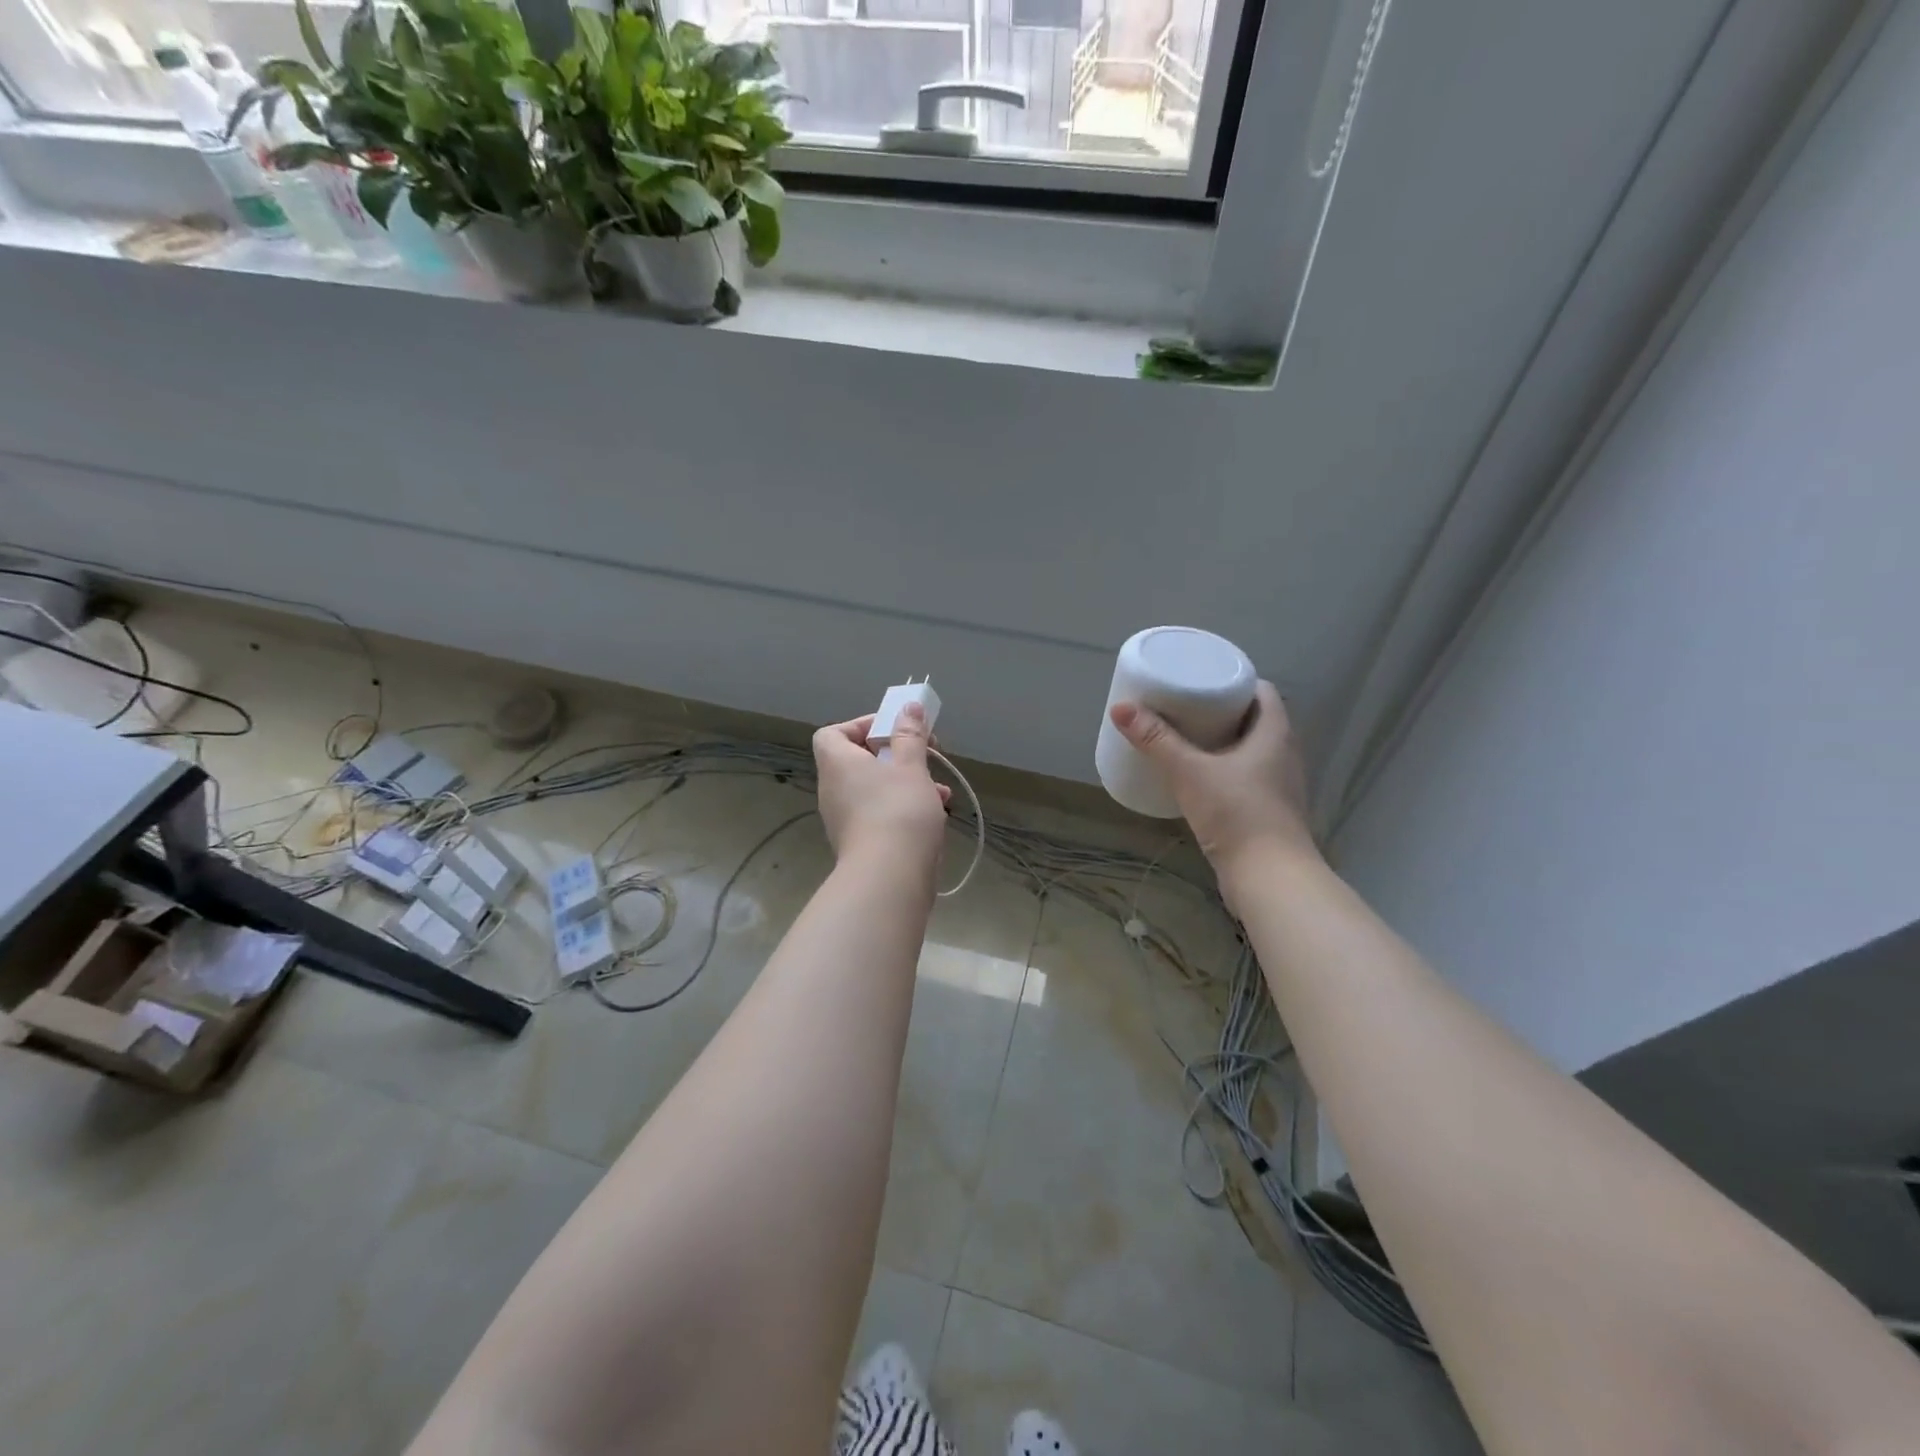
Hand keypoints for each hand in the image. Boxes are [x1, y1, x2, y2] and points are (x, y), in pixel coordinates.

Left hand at [813, 703, 951, 875]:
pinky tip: (937, 814)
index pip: (832, 733)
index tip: (894, 730)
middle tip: (926, 754)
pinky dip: (905, 808)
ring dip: (907, 783)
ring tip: (940, 789)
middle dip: (897, 755)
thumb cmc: (898, 810)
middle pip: (860, 760)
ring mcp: (845, 819)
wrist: (890, 877)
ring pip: (876, 789)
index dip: (861, 726)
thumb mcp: (911, 767)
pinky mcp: (861, 843)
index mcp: (838, 764)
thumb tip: (908, 707)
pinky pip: (881, 813)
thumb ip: (910, 735)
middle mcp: (834, 789)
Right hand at [1109, 681, 1318, 898]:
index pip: (1262, 691)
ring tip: (1185, 739)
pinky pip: (1247, 777)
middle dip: (1221, 711)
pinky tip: (1198, 778)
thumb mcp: (1189, 771)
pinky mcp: (1269, 812)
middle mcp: (1285, 753)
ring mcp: (1280, 785)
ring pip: (1251, 750)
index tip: (1201, 680)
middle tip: (1183, 706)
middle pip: (1254, 719)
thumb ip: (1156, 740)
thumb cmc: (1237, 813)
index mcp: (1276, 732)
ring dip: (1222, 742)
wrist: (1270, 878)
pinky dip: (1225, 770)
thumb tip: (1120, 708)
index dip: (1234, 681)